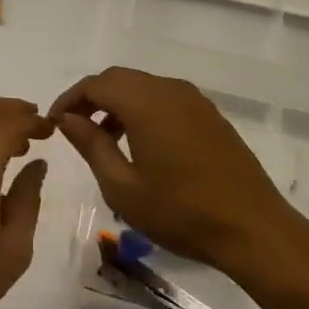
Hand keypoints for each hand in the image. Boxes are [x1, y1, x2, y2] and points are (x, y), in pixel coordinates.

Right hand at [51, 67, 308, 284]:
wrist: (254, 229)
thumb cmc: (181, 212)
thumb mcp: (123, 187)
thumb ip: (91, 145)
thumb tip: (67, 118)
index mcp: (145, 102)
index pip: (95, 84)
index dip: (70, 99)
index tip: (53, 122)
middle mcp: (169, 89)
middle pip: (119, 79)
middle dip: (92, 98)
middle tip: (74, 128)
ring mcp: (194, 100)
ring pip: (143, 87)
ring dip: (118, 104)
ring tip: (105, 140)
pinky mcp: (209, 115)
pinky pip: (165, 99)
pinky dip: (143, 110)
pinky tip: (141, 144)